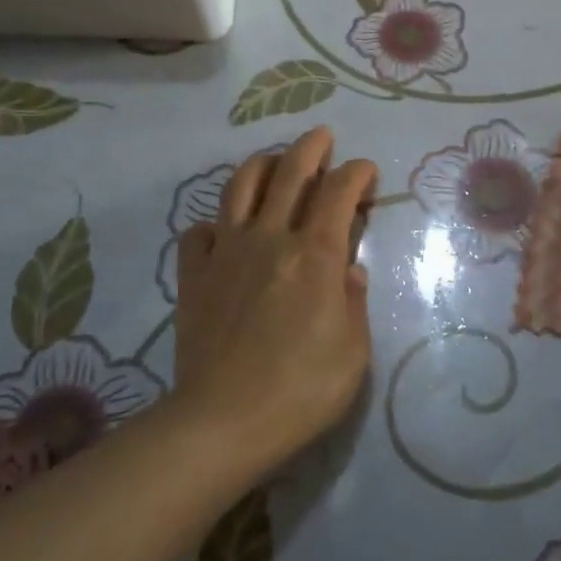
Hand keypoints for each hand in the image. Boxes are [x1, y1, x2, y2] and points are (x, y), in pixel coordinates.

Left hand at [173, 127, 377, 468]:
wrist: (222, 422)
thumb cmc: (301, 391)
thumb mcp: (353, 352)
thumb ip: (353, 302)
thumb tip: (349, 271)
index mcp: (315, 255)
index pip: (339, 191)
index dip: (357, 172)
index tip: (367, 173)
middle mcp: (270, 238)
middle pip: (290, 172)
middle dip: (311, 147)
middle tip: (323, 138)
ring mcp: (225, 253)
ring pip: (240, 186)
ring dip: (263, 165)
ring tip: (276, 163)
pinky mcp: (193, 275)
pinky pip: (200, 231)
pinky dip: (217, 222)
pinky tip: (227, 232)